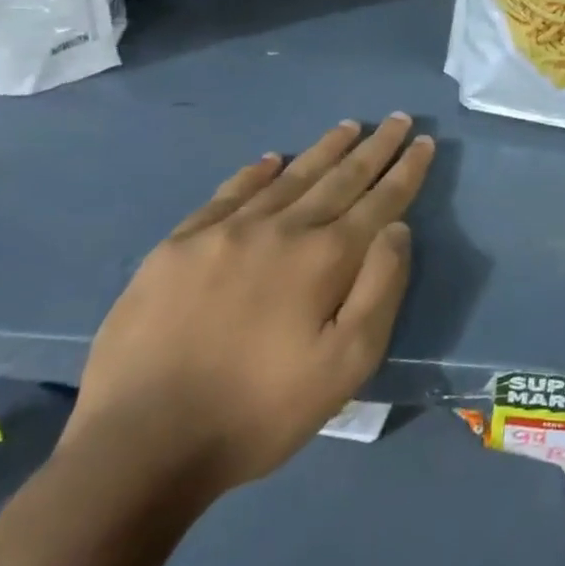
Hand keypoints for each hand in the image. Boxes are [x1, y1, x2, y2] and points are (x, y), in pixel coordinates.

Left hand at [61, 115, 435, 500]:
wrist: (139, 447)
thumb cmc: (260, 411)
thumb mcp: (347, 365)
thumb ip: (381, 289)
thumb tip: (398, 229)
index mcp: (325, 258)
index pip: (380, 200)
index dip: (406, 170)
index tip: (425, 141)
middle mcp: (280, 230)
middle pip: (339, 178)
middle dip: (374, 147)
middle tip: (397, 118)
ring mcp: (223, 233)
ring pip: (288, 178)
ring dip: (324, 150)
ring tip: (348, 126)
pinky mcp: (176, 249)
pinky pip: (226, 195)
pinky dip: (255, 174)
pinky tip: (270, 161)